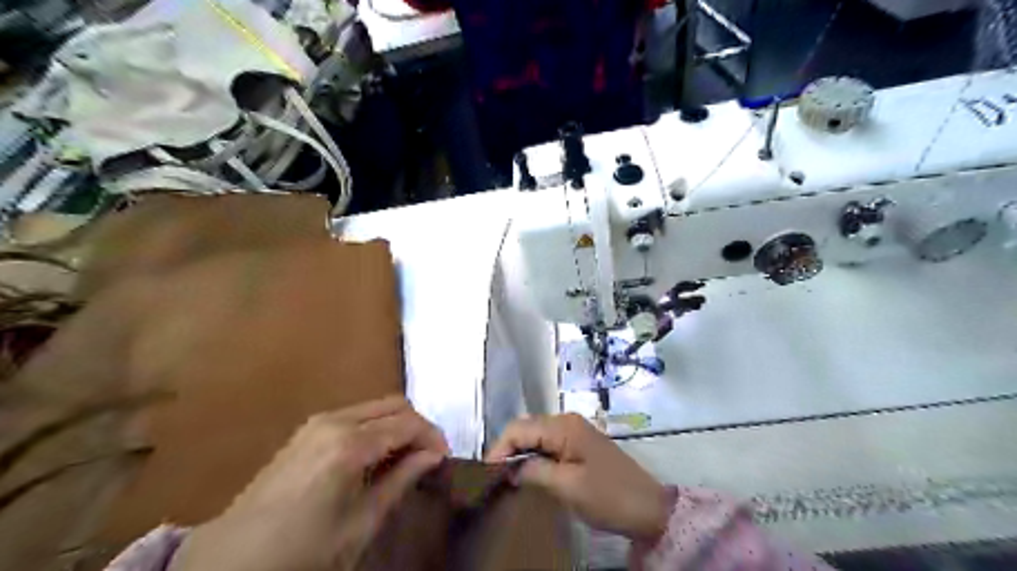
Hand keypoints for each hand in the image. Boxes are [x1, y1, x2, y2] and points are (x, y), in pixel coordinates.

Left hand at [169, 398, 446, 569]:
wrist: (231, 560)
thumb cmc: (303, 550)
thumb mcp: (361, 522)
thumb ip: (402, 480)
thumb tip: (433, 456)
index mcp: (351, 444)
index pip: (409, 423)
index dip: (433, 437)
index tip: (445, 458)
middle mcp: (336, 420)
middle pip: (395, 405)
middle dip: (418, 426)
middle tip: (429, 456)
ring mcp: (318, 421)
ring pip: (376, 406)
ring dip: (397, 425)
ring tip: (405, 458)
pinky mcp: (308, 429)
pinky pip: (356, 415)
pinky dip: (376, 427)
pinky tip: (375, 456)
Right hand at [484, 414, 669, 539]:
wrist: (648, 508)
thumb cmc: (608, 496)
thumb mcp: (567, 487)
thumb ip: (535, 472)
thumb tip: (511, 469)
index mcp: (564, 426)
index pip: (519, 428)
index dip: (500, 448)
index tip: (486, 473)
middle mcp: (567, 421)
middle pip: (526, 427)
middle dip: (508, 448)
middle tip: (495, 476)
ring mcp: (575, 431)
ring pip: (536, 435)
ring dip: (520, 452)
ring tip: (507, 476)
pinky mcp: (579, 444)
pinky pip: (548, 443)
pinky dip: (535, 455)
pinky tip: (529, 472)